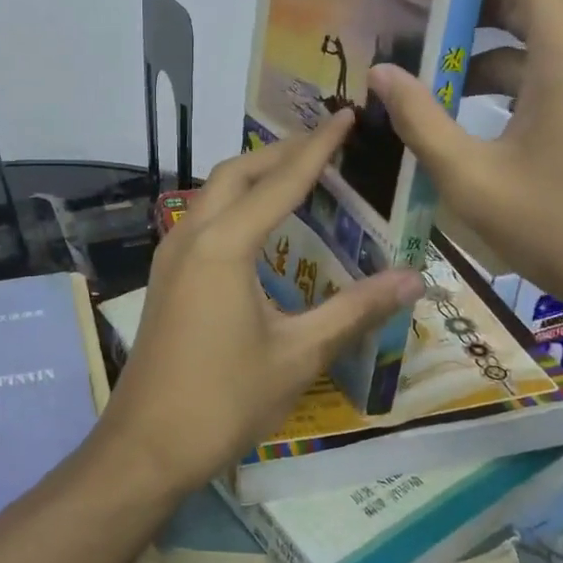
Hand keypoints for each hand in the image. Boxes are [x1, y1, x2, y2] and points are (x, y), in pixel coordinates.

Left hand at [100, 112, 424, 493]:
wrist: (147, 445)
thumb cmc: (225, 399)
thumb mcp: (298, 354)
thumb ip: (354, 310)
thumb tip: (414, 278)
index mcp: (225, 246)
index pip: (280, 181)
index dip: (318, 149)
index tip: (346, 117)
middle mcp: (192, 236)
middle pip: (236, 173)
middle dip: (280, 153)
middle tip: (325, 145)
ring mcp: (171, 256)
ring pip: (213, 193)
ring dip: (253, 176)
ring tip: (296, 176)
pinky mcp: (166, 278)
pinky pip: (203, 219)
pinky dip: (235, 205)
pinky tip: (259, 228)